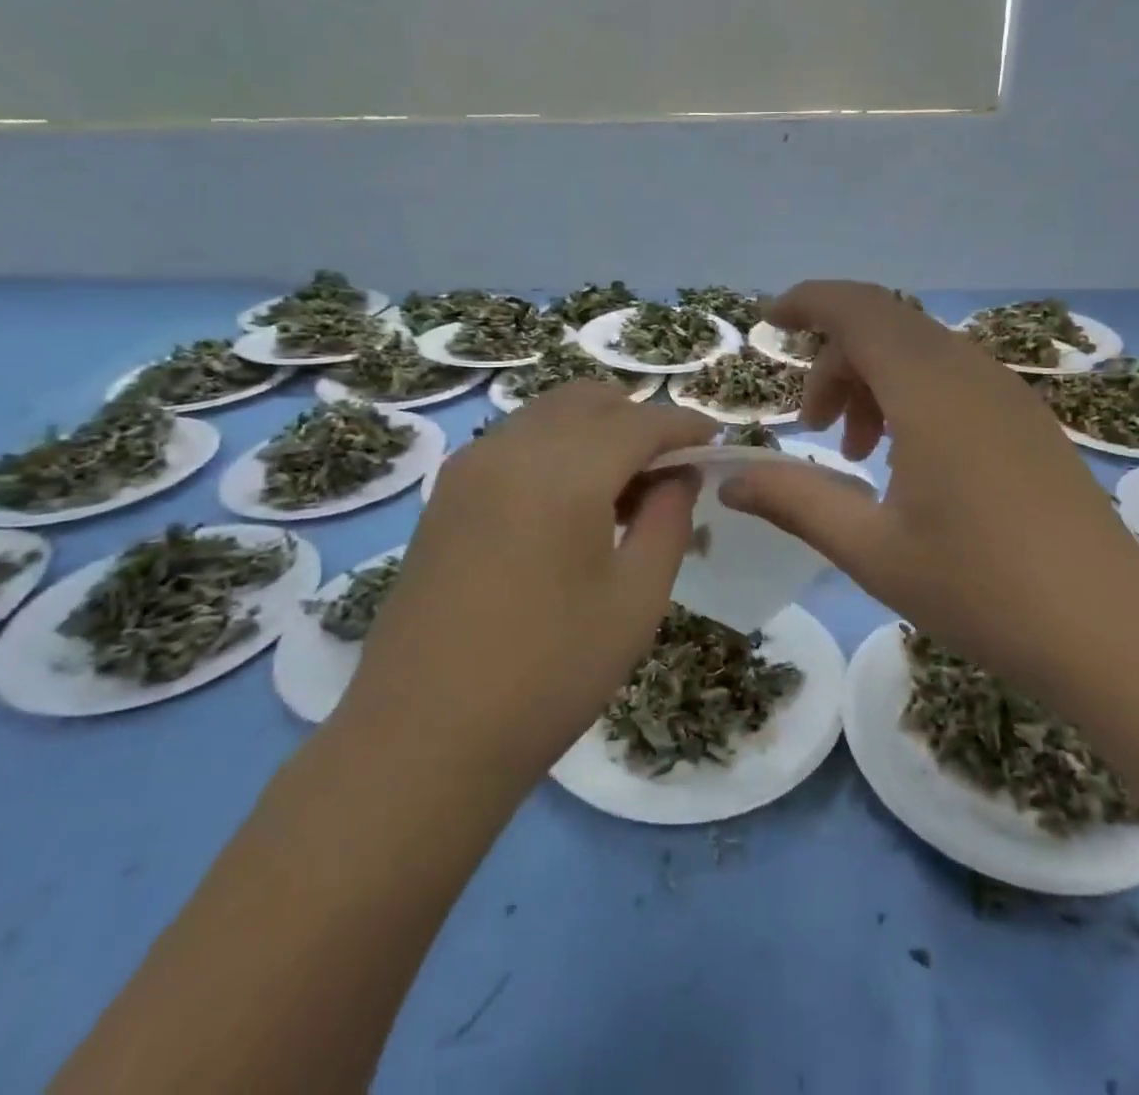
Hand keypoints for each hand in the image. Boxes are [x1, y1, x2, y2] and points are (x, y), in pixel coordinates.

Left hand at [341, 383, 715, 783]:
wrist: (422, 738)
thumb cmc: (549, 673)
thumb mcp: (636, 599)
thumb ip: (668, 519)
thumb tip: (680, 473)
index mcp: (564, 471)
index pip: (641, 421)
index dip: (686, 426)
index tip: (716, 444)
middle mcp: (512, 448)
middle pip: (590, 399)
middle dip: (638, 420)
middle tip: (668, 471)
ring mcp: (469, 467)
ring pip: (549, 414)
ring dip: (596, 432)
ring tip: (622, 492)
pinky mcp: (446, 493)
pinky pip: (516, 442)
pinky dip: (556, 449)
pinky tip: (569, 506)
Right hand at [721, 282, 1138, 671]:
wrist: (1109, 629)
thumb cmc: (980, 587)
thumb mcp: (870, 548)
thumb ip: (793, 501)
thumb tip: (729, 481)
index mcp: (928, 388)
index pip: (857, 307)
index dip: (807, 302)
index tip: (768, 323)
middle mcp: (970, 371)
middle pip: (884, 328)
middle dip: (834, 363)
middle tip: (813, 428)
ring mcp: (1007, 392)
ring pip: (920, 353)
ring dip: (873, 382)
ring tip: (857, 452)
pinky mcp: (1027, 419)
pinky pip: (953, 378)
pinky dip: (911, 397)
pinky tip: (909, 462)